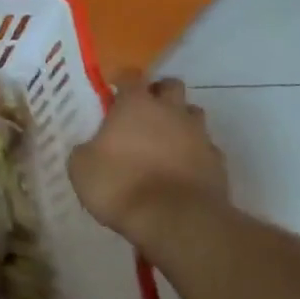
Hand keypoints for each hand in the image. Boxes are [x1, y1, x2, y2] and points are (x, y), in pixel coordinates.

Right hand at [69, 74, 229, 251]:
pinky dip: (195, 153)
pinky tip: (182, 170)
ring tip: (165, 140)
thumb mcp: (81, 168)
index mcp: (135, 104)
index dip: (122, 81)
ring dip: (180, 121)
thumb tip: (91, 149)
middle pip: (171, 86)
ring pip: (193, 114)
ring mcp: (199, 136)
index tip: (114, 91)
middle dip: (159, 94)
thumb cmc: (120, 185)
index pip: (131, 76)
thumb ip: (87, 149)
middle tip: (144, 111)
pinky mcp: (218, 163)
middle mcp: (170, 111)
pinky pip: (206, 148)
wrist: (176, 221)